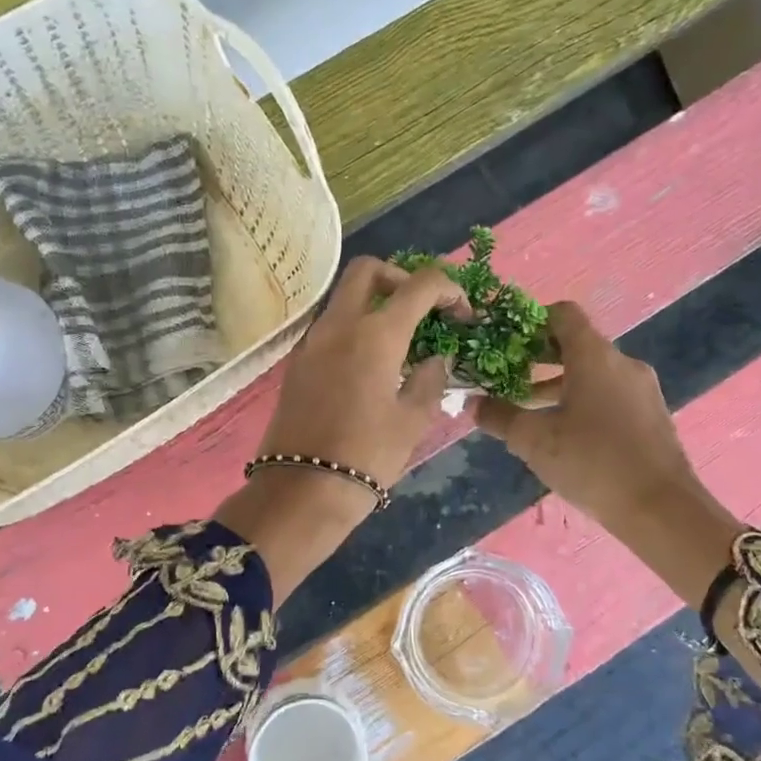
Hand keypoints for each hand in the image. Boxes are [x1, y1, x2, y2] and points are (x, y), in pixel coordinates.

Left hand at [217, 258, 465, 601]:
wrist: (301, 490)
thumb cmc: (366, 456)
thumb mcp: (412, 420)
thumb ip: (430, 378)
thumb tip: (435, 357)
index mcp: (374, 334)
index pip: (419, 285)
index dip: (449, 290)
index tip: (463, 314)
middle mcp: (338, 325)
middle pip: (368, 270)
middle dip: (402, 277)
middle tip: (423, 309)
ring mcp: (311, 341)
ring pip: (344, 297)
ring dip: (375, 302)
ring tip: (401, 341)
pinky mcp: (297, 363)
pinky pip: (330, 326)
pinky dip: (354, 327)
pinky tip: (372, 363)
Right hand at [474, 302, 745, 606]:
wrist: (661, 509)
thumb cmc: (591, 462)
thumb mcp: (533, 440)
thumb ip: (499, 416)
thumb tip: (473, 404)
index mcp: (594, 356)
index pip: (563, 314)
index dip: (532, 322)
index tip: (506, 343)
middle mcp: (622, 363)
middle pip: (576, 345)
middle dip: (539, 359)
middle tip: (507, 377)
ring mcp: (641, 390)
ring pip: (593, 373)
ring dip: (559, 385)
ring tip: (529, 411)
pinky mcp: (651, 416)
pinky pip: (610, 395)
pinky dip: (583, 401)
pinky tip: (564, 435)